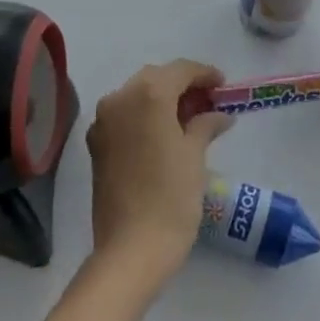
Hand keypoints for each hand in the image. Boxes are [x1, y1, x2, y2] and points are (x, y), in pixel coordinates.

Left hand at [87, 60, 233, 279]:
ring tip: (189, 117)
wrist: (130, 250)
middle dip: (182, 84)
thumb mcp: (195, 156)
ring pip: (137, 94)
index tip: (223, 84)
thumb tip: (218, 115)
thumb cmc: (171, 198)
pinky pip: (124, 115)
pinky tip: (164, 133)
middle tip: (208, 100)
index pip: (180, 70)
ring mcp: (103, 122)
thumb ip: (205, 125)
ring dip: (162, 99)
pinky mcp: (96, 144)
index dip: (204, 74)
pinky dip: (144, 115)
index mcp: (148, 94)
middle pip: (156, 78)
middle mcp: (120, 98)